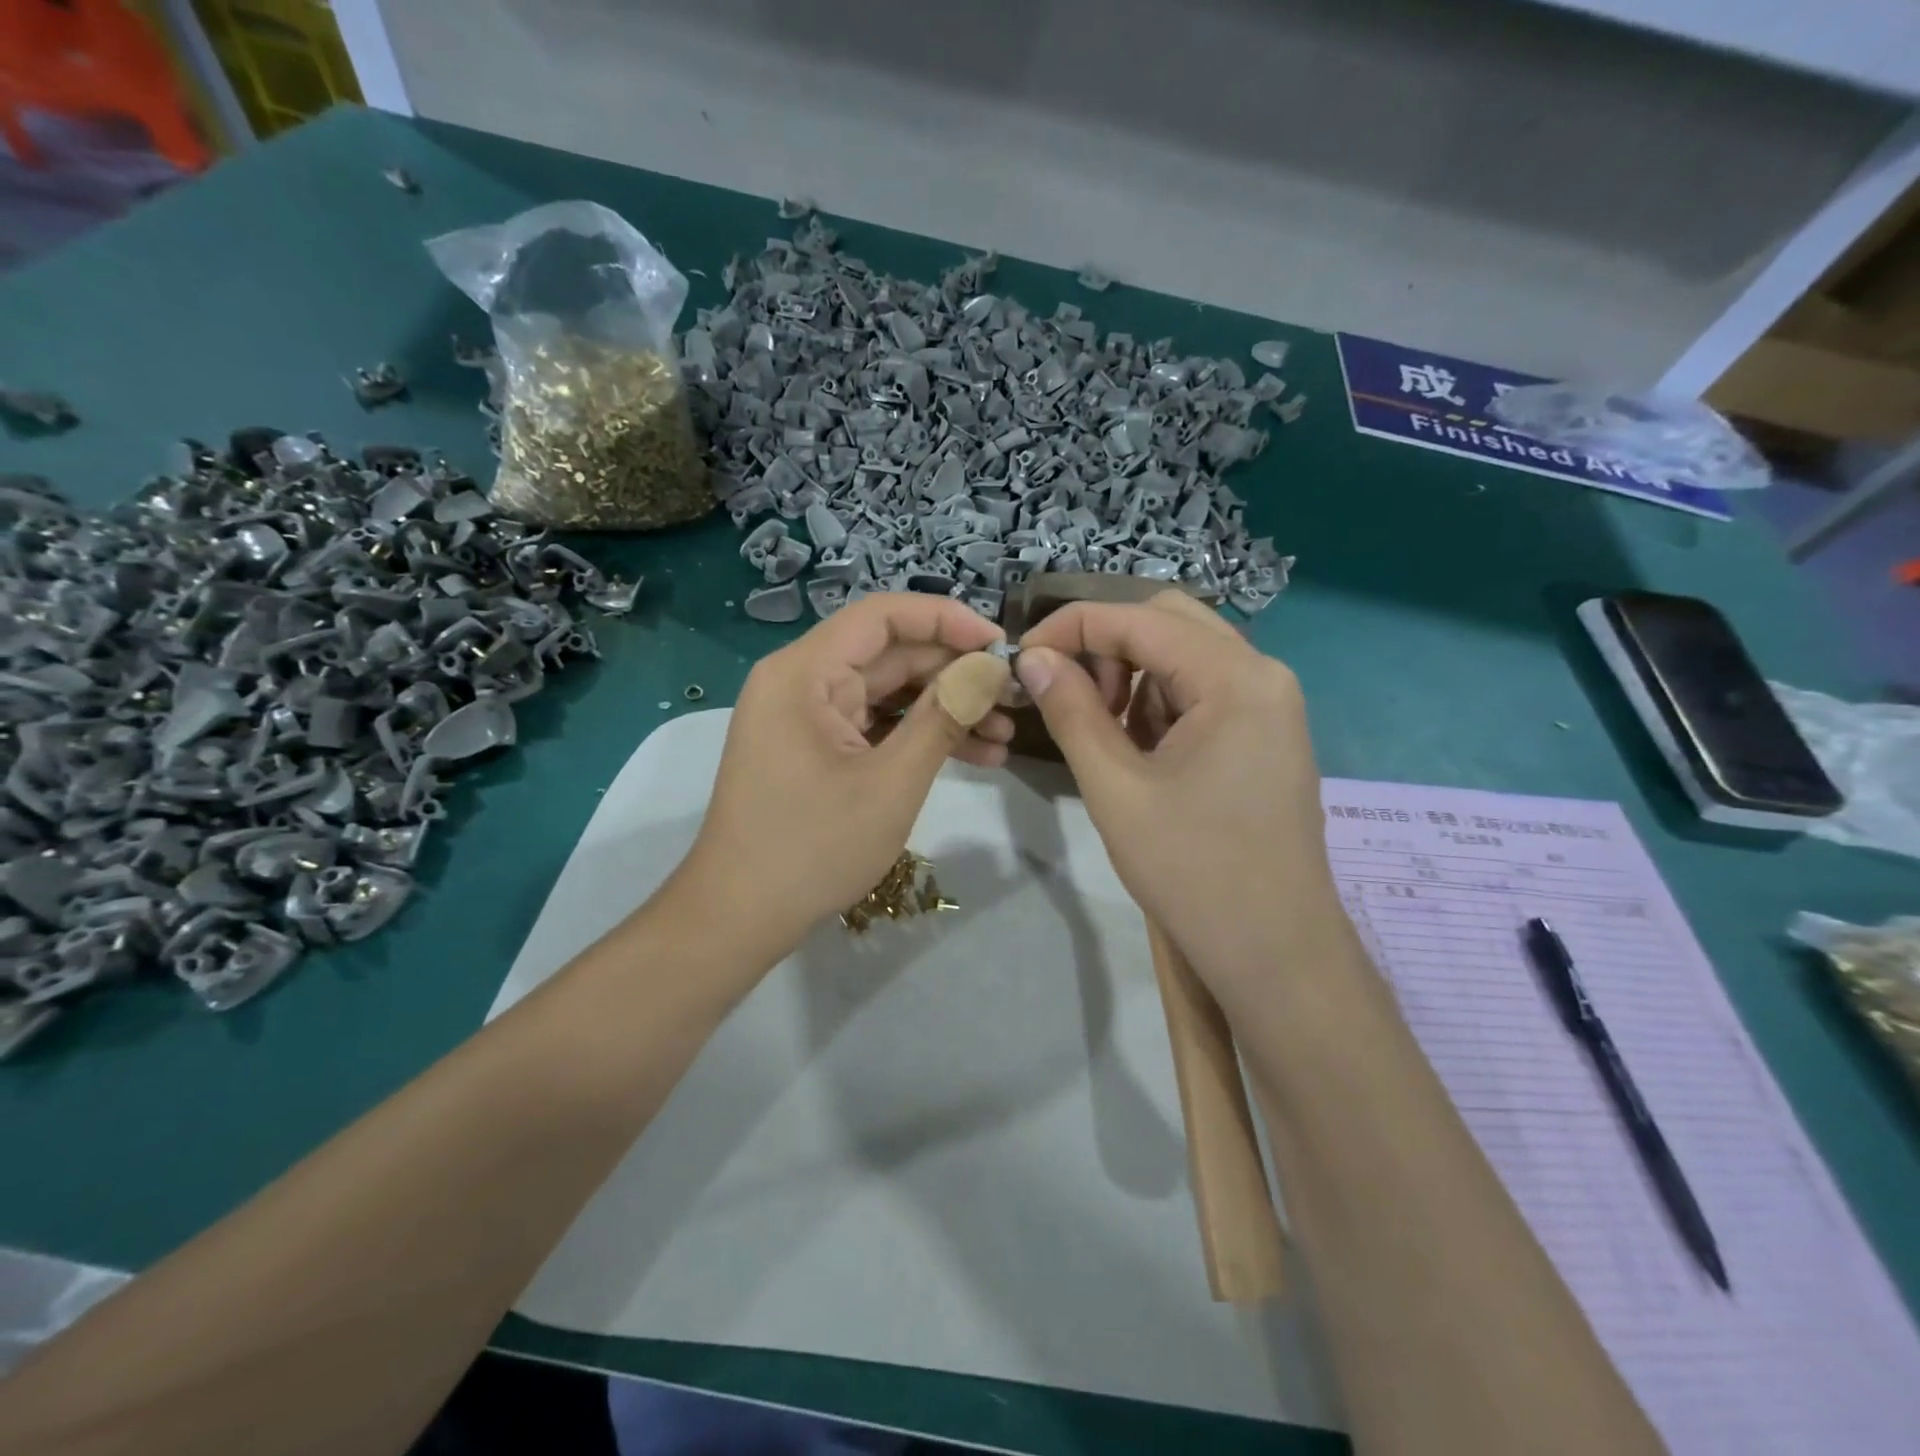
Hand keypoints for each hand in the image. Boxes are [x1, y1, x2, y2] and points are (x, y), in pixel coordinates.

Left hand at [676, 594, 1011, 959]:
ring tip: (1005, 735)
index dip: (947, 620)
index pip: (883, 616)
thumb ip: (943, 717)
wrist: (740, 916)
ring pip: (889, 693)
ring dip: (945, 709)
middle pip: (890, 654)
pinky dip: (918, 737)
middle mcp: (802, 681)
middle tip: (1014, 696)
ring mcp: (808, 716)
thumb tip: (991, 668)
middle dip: (955, 673)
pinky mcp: (816, 747)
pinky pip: (875, 725)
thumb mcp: (891, 782)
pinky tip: (975, 755)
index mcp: (805, 672)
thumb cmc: (812, 848)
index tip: (1001, 644)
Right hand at [1015, 591, 1336, 988]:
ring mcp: (1271, 703)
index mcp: (1235, 678)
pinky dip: (1160, 701)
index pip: (1139, 619)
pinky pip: (1204, 690)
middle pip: (1169, 622)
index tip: (1023, 656)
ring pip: (1186, 654)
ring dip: (1133, 674)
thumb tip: (1033, 658)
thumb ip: (1071, 712)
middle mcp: (1263, 674)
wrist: (1275, 951)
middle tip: (1069, 695)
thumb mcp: (1115, 788)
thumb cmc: (1193, 871)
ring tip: (1103, 732)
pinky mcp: (1267, 732)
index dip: (1072, 626)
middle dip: (1106, 646)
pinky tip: (1141, 750)